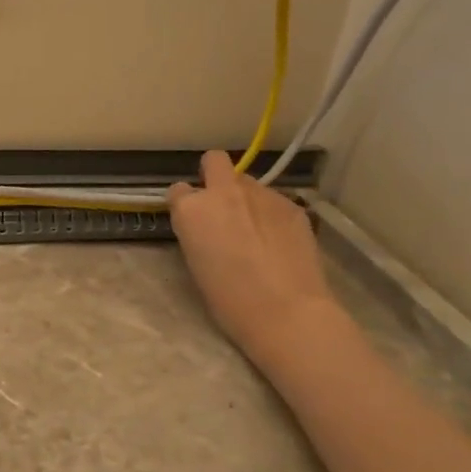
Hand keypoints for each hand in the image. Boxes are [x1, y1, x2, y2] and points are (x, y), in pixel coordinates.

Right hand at [168, 151, 341, 363]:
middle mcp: (224, 192)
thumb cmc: (229, 300)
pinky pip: (274, 200)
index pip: (178, 190)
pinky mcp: (292, 204)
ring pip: (248, 182)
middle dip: (214, 175)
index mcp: (192, 210)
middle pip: (215, 161)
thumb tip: (207, 225)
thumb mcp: (196, 263)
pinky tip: (279, 240)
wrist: (286, 310)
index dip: (185, 204)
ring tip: (256, 230)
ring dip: (246, 197)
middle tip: (221, 205)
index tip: (192, 220)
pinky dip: (271, 214)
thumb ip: (197, 232)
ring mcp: (262, 194)